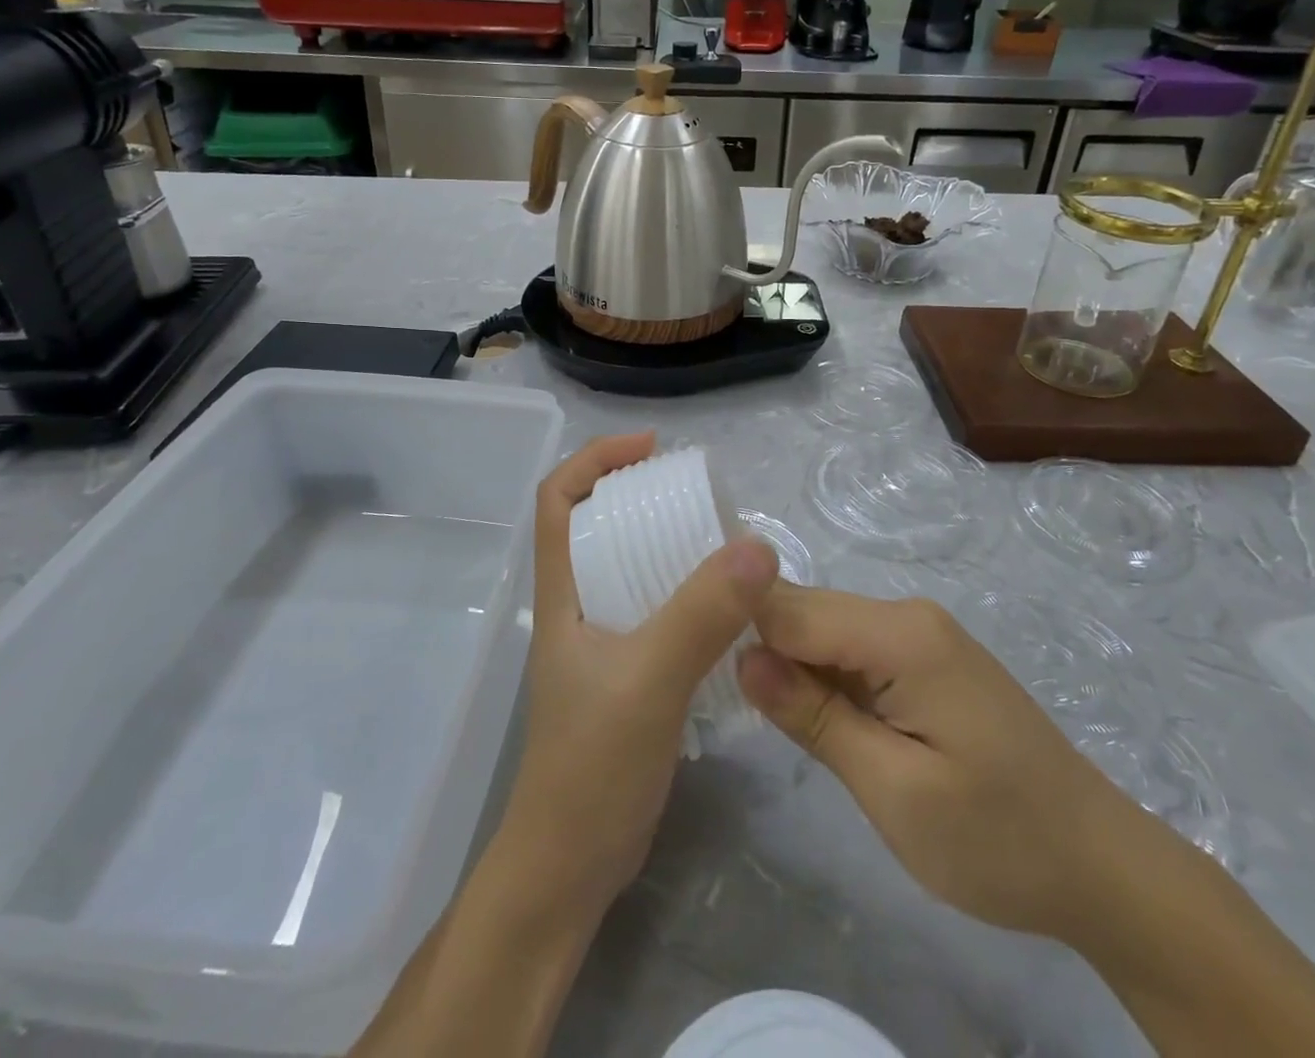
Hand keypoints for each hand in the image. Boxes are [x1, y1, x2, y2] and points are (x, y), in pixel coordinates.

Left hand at [498, 433, 780, 922]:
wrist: (571, 865)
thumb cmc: (592, 766)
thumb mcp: (649, 680)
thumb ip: (700, 614)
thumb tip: (757, 547)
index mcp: (563, 593)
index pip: (557, 500)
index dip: (596, 459)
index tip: (652, 450)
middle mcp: (577, 606)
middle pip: (598, 525)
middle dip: (640, 494)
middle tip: (700, 493)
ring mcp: (601, 642)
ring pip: (630, 568)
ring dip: (668, 544)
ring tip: (722, 540)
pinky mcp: (627, 673)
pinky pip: (656, 610)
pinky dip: (687, 592)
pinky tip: (728, 606)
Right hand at [738, 585, 1136, 940]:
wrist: (1101, 867)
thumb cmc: (998, 838)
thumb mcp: (894, 791)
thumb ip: (815, 717)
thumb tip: (742, 658)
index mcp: (901, 634)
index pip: (790, 608)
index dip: (741, 631)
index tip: (698, 668)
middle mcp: (907, 615)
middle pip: (806, 613)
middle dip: (765, 652)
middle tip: (730, 709)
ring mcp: (919, 636)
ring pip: (825, 633)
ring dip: (793, 671)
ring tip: (764, 718)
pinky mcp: (924, 660)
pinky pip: (852, 653)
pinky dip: (825, 682)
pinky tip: (812, 718)